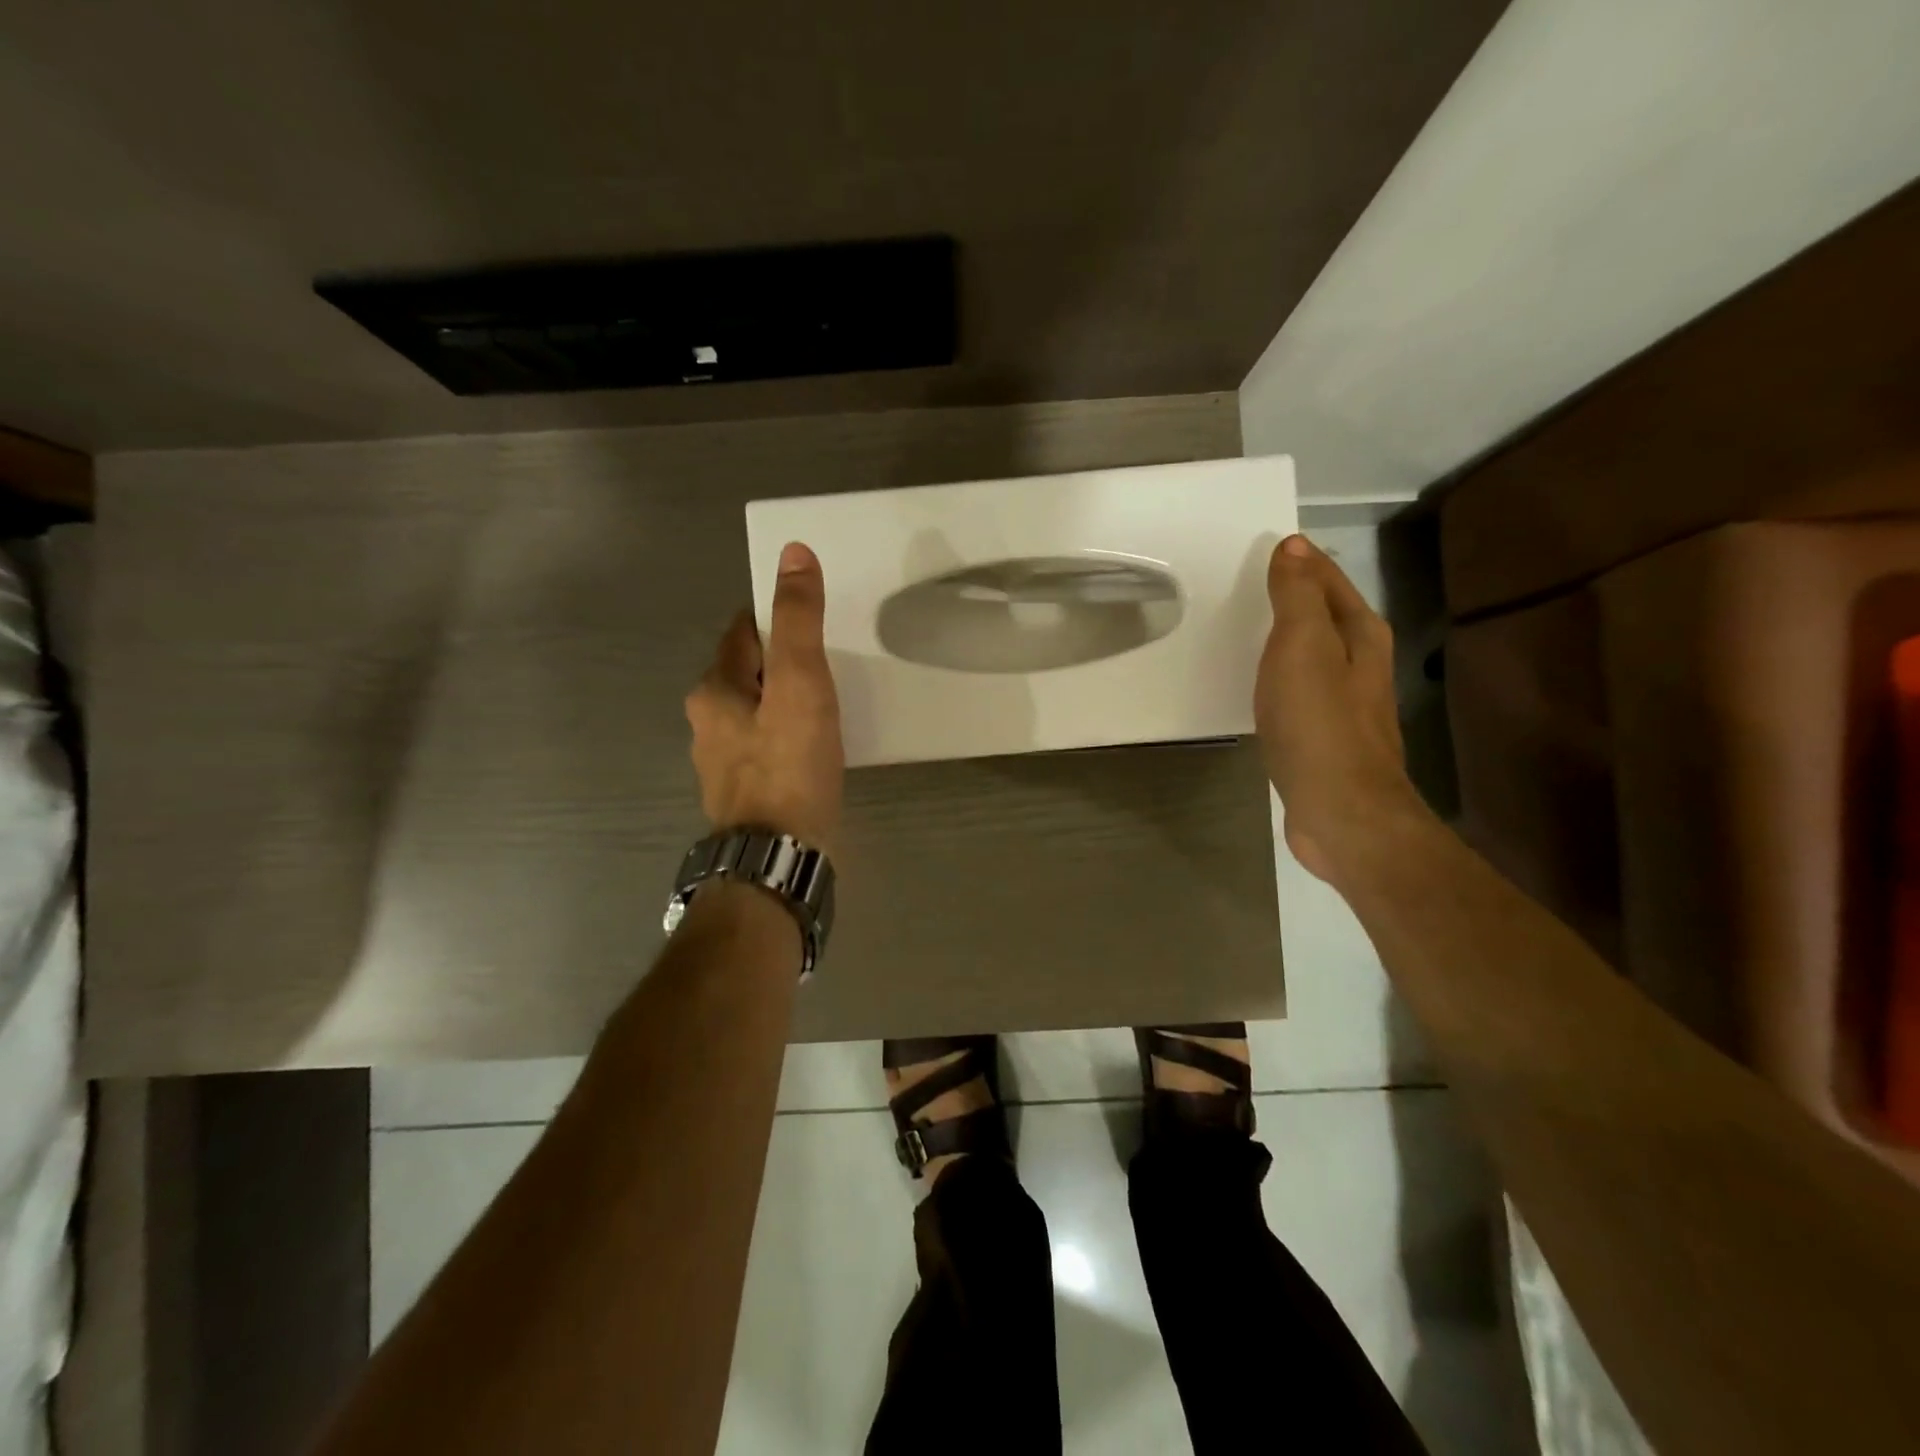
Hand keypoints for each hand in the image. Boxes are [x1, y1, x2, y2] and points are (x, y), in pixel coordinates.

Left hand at [686, 542, 843, 855]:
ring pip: (757, 711)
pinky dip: (788, 736)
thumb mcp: (800, 682)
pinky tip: (814, 747)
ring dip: (785, 700)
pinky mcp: (746, 792)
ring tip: (828, 701)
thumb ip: (798, 620)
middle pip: (748, 672)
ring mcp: (724, 762)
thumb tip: (793, 553)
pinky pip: (767, 746)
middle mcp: (707, 723)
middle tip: (829, 658)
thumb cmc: (789, 765)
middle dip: (782, 660)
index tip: (812, 616)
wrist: (778, 857)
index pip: (743, 630)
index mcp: (714, 690)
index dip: (776, 616)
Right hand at [1254, 535, 1426, 884]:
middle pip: (1325, 615)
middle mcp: (1361, 664)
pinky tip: (1260, 686)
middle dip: (1294, 596)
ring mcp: (1345, 704)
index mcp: (1361, 635)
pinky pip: (1298, 690)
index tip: (1267, 547)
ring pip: (1313, 654)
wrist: (1341, 810)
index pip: (1329, 580)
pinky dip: (1279, 676)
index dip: (1301, 561)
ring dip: (1286, 638)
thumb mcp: (1303, 648)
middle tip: (1248, 583)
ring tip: (1247, 628)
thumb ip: (1297, 596)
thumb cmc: (1319, 724)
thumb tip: (1293, 546)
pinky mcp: (1324, 736)